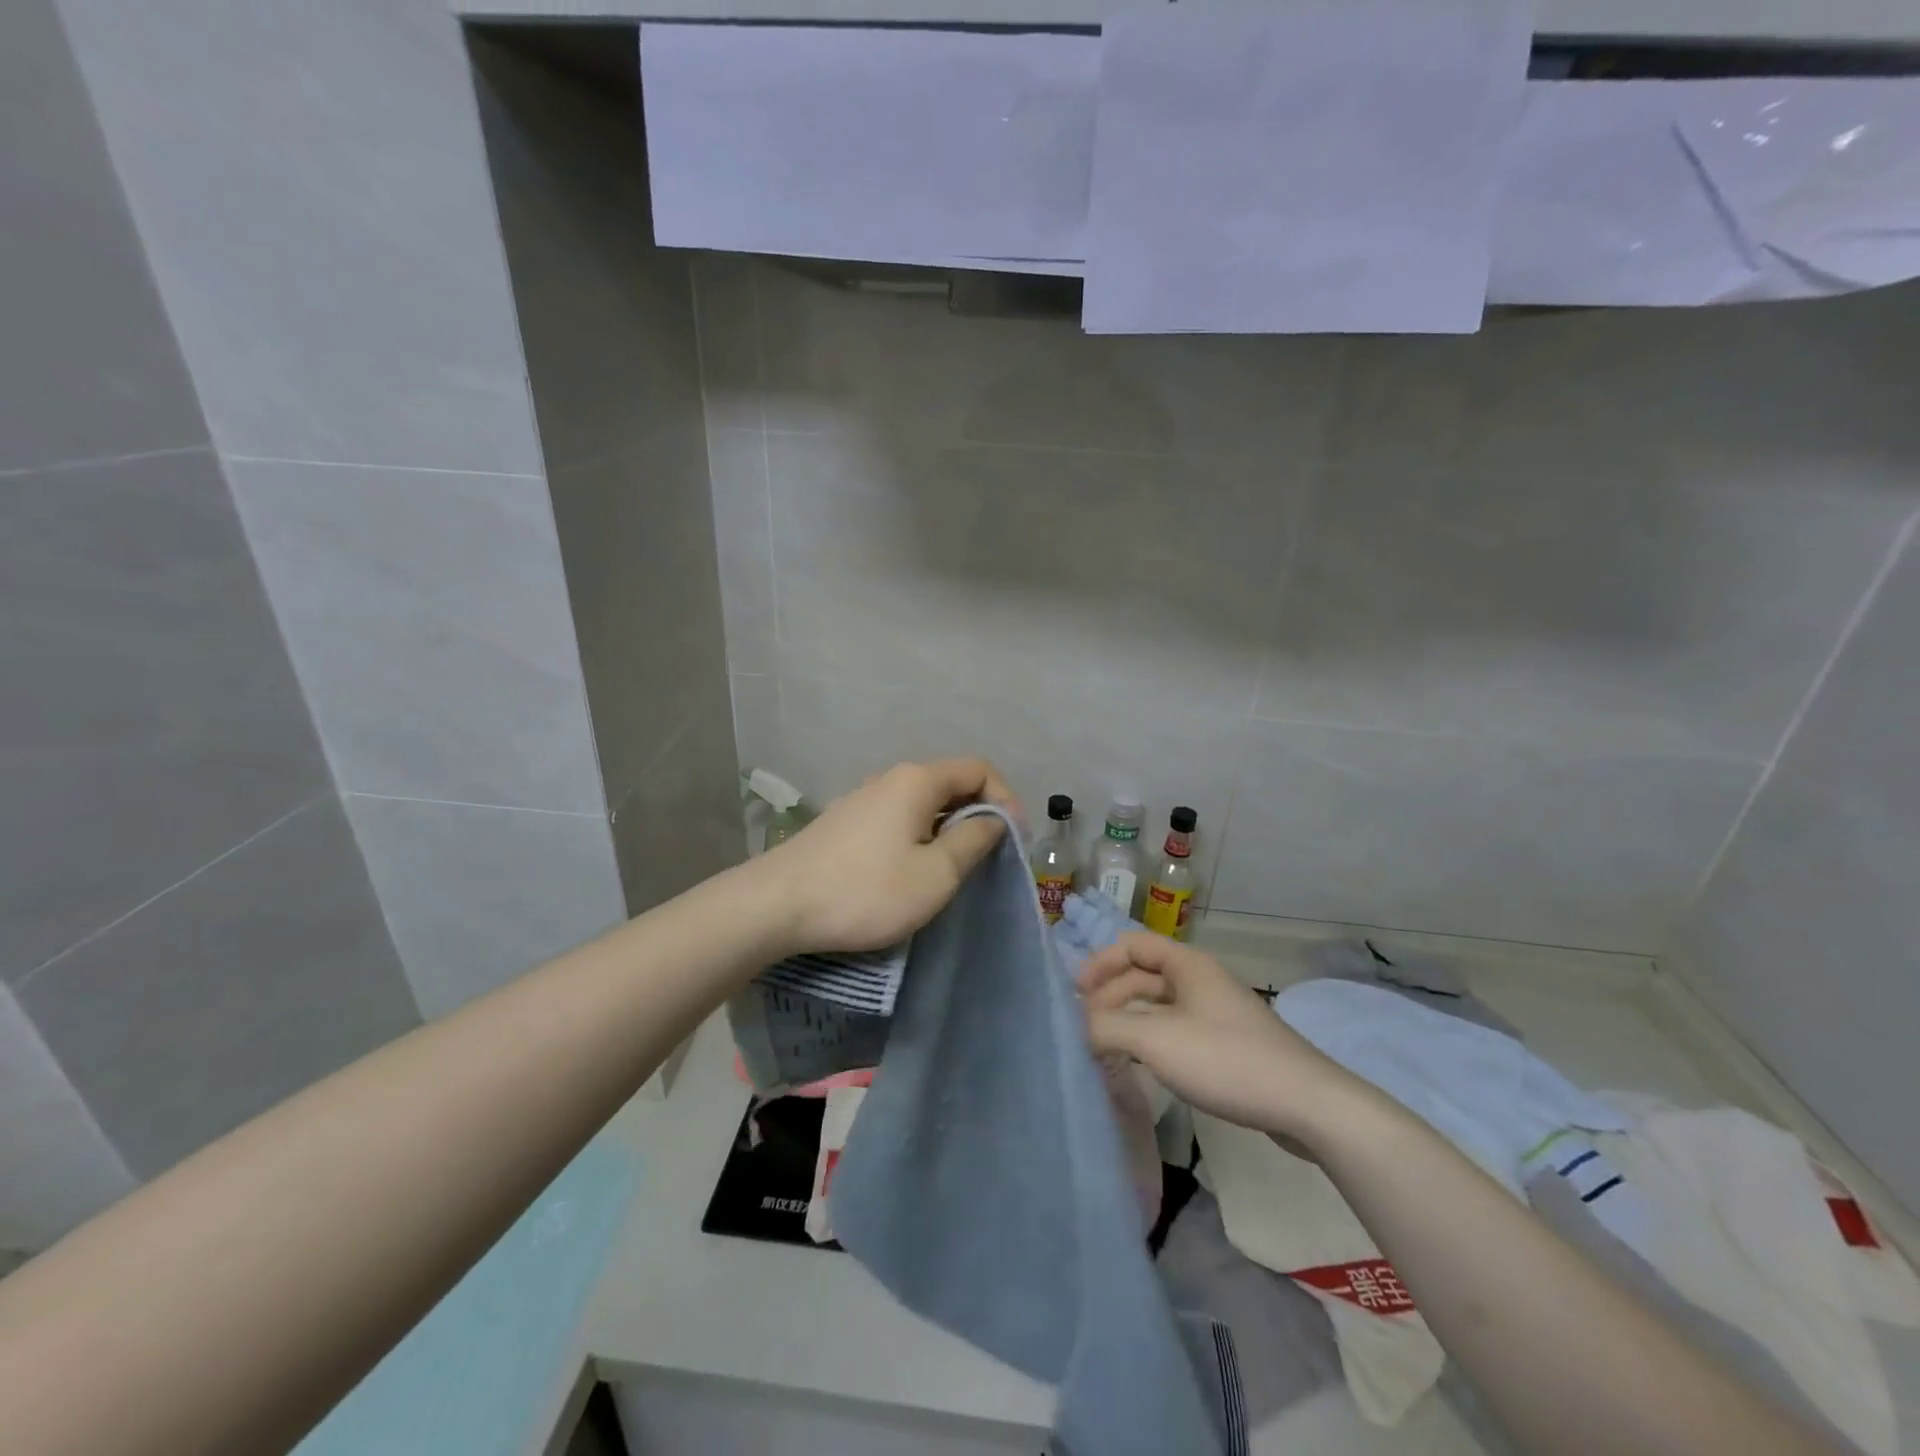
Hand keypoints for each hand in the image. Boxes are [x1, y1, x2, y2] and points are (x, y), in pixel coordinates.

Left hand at [757, 758, 1016, 954]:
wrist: (776, 905)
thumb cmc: (866, 890)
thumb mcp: (935, 874)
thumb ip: (973, 841)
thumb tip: (993, 820)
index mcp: (917, 781)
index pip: (979, 769)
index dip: (1006, 799)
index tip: (1012, 841)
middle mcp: (890, 779)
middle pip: (950, 783)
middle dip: (978, 814)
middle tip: (988, 857)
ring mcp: (862, 799)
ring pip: (922, 803)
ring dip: (947, 828)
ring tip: (953, 869)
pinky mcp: (844, 823)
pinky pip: (897, 818)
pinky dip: (919, 836)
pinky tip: (910, 871)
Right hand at [1079, 934, 1355, 1141]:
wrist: (1307, 1104)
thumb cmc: (1226, 1059)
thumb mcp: (1156, 1040)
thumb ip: (1107, 1028)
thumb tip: (1078, 1029)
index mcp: (1187, 964)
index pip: (1132, 945)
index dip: (1100, 963)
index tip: (1074, 993)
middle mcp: (1200, 980)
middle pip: (1143, 975)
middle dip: (1109, 996)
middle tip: (1083, 1028)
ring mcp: (1216, 1012)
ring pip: (1159, 1006)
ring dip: (1128, 1020)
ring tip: (1102, 1048)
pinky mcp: (1228, 1044)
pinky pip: (1176, 1030)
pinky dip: (1150, 1040)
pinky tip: (1140, 1065)